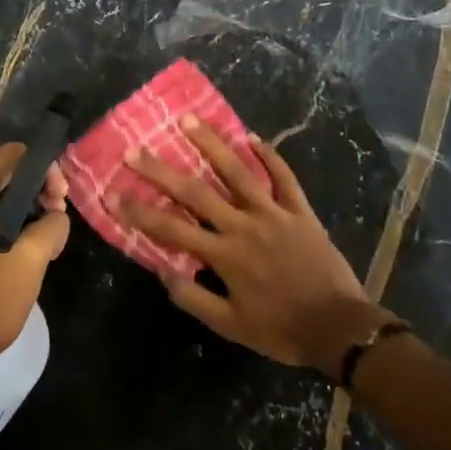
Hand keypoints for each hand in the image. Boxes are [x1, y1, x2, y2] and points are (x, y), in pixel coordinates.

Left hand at [0, 144, 69, 383]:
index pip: (12, 157)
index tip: (61, 200)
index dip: (44, 170)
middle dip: (35, 194)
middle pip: (1, 178)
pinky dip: (2, 228)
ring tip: (45, 243)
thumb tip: (56, 215)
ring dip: (21, 215)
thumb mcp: (30, 261)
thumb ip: (52, 226)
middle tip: (57, 224)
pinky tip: (21, 255)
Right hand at [118, 119, 381, 375]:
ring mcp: (274, 214)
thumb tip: (162, 272)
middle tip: (135, 149)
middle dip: (161, 170)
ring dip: (211, 145)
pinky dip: (269, 156)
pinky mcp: (300, 211)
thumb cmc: (280, 329)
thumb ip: (194, 298)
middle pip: (196, 192)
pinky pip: (284, 177)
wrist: (338, 327)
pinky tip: (252, 137)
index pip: (170, 229)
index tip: (112, 193)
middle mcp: (243, 226)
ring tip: (189, 120)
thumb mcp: (230, 325)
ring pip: (238, 173)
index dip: (138, 211)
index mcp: (223, 255)